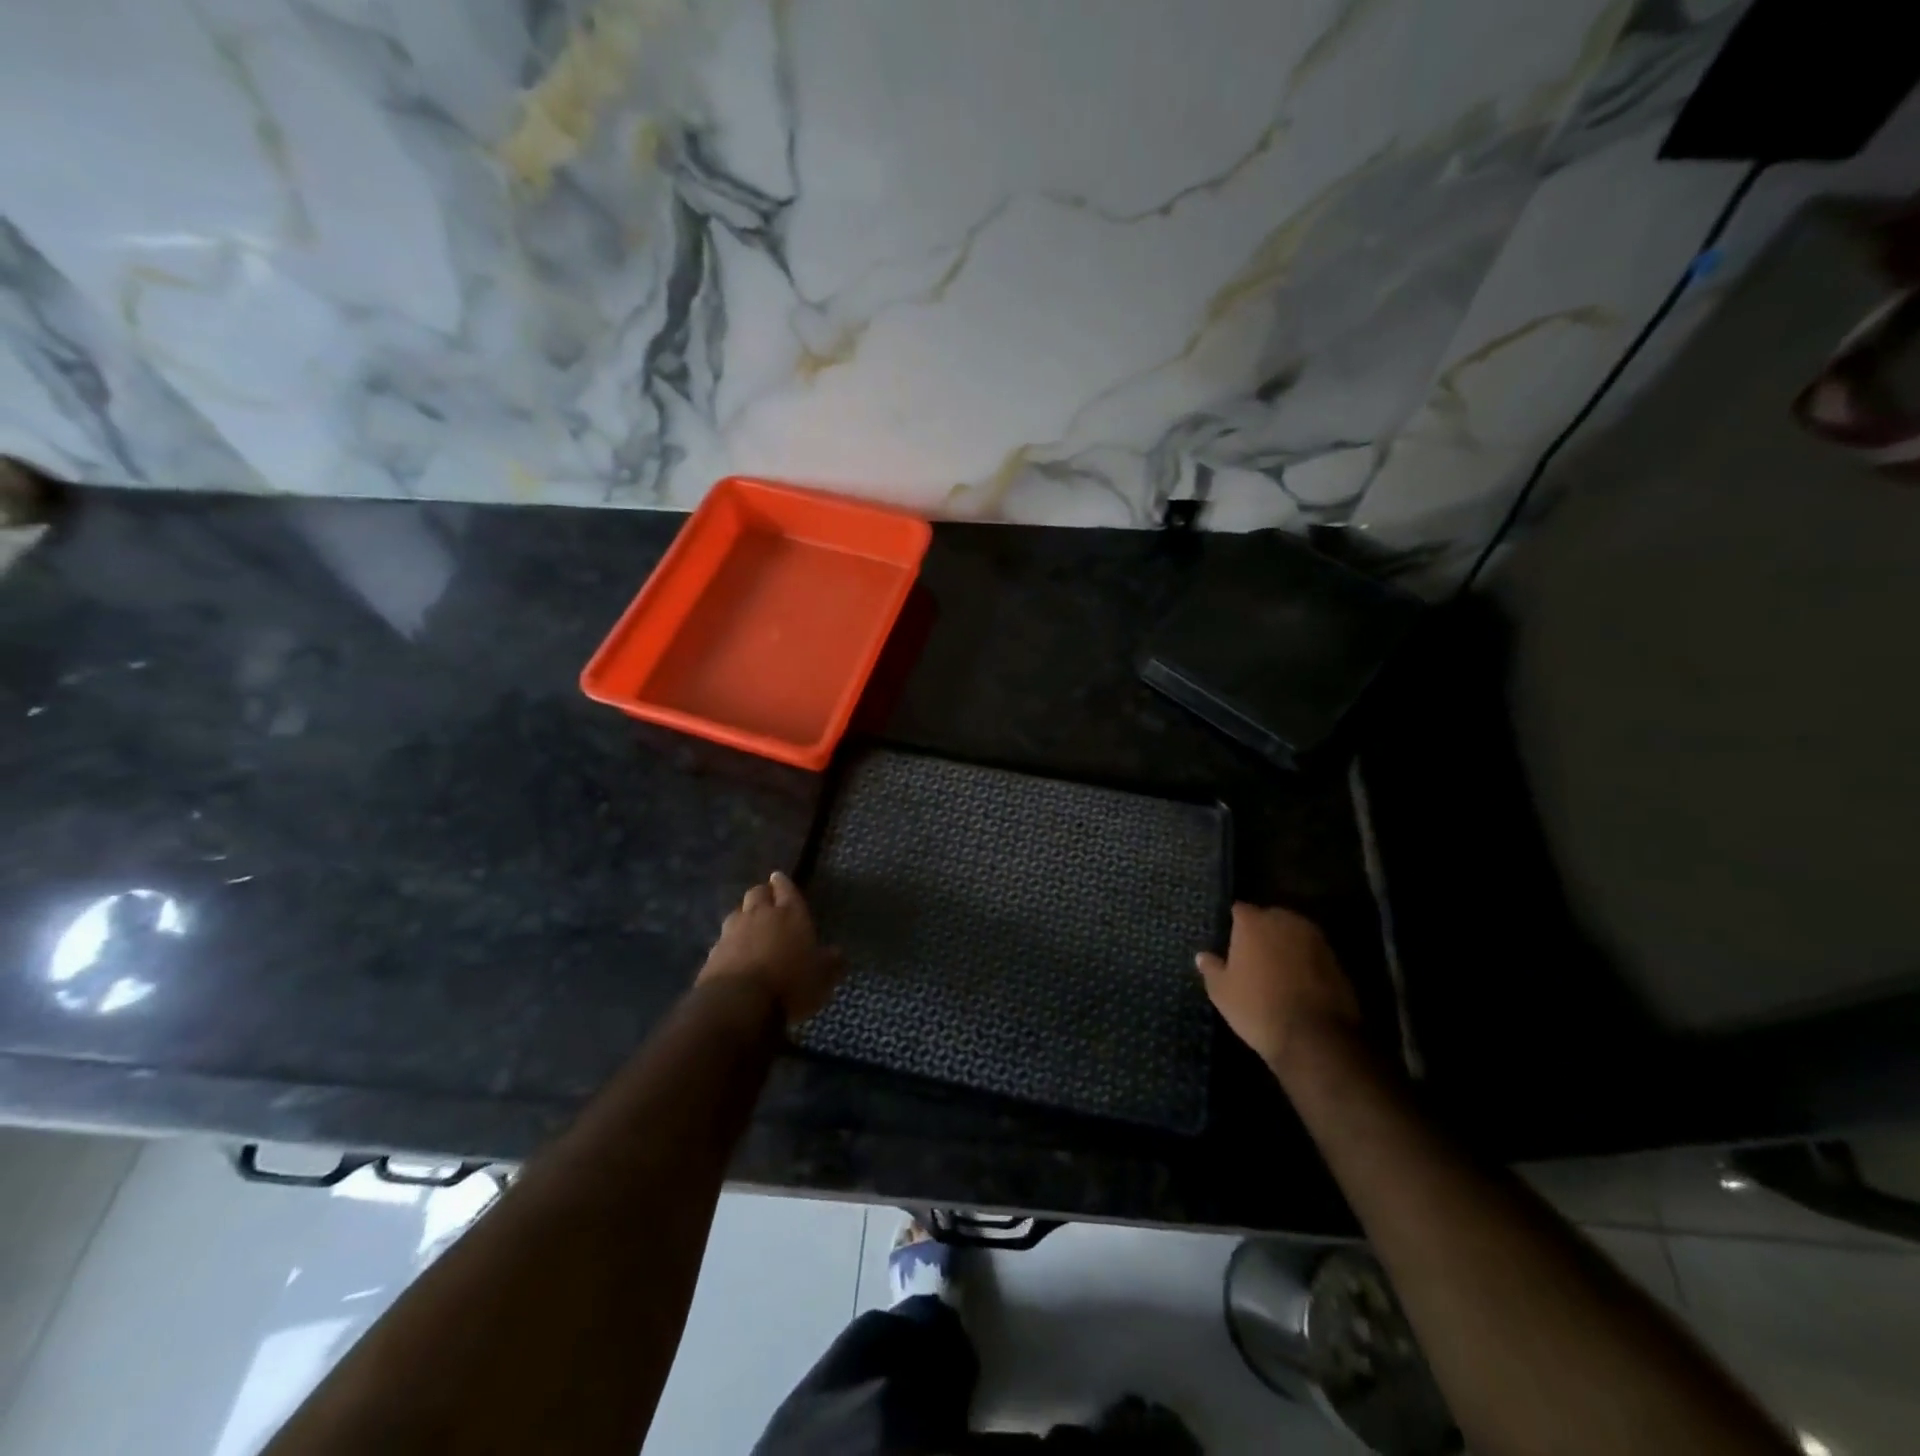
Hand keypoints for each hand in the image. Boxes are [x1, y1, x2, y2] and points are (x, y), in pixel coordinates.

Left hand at [697, 872, 844, 1024]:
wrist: (738, 1003)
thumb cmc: (790, 984)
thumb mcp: (822, 978)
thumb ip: (831, 962)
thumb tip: (837, 953)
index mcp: (790, 914)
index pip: (786, 889)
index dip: (783, 883)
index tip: (779, 878)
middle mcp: (760, 915)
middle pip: (757, 893)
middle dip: (763, 893)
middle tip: (768, 900)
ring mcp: (733, 932)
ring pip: (737, 912)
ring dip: (744, 915)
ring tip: (750, 925)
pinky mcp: (713, 952)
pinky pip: (723, 938)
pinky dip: (730, 942)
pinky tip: (734, 952)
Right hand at [1196, 903, 1360, 1073]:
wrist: (1314, 1037)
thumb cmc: (1257, 1008)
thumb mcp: (1222, 992)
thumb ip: (1211, 968)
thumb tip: (1202, 955)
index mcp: (1253, 922)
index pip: (1239, 910)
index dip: (1234, 923)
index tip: (1229, 938)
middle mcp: (1285, 921)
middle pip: (1270, 917)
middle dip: (1262, 930)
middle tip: (1252, 953)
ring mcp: (1314, 939)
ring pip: (1294, 933)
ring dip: (1285, 944)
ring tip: (1276, 967)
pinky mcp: (1336, 960)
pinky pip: (1312, 953)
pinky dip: (1305, 961)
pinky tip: (1298, 981)